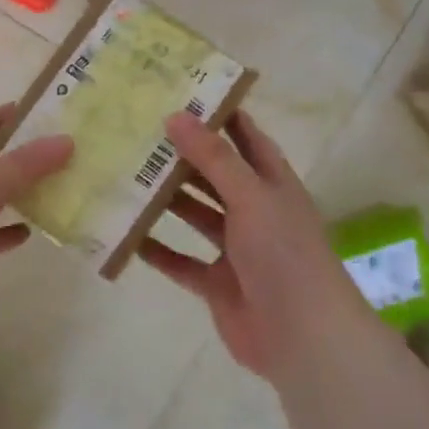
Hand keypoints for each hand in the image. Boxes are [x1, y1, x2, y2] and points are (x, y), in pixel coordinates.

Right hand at [139, 110, 378, 379]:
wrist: (302, 335)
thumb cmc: (283, 254)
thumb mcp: (251, 195)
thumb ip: (214, 158)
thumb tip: (175, 115)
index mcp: (273, 185)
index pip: (247, 139)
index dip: (222, 116)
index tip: (184, 93)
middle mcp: (255, 212)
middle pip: (215, 176)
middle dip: (183, 157)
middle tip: (139, 134)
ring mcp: (236, 250)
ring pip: (196, 216)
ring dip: (167, 201)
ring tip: (126, 177)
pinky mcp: (217, 283)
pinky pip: (181, 261)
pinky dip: (158, 250)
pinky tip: (127, 235)